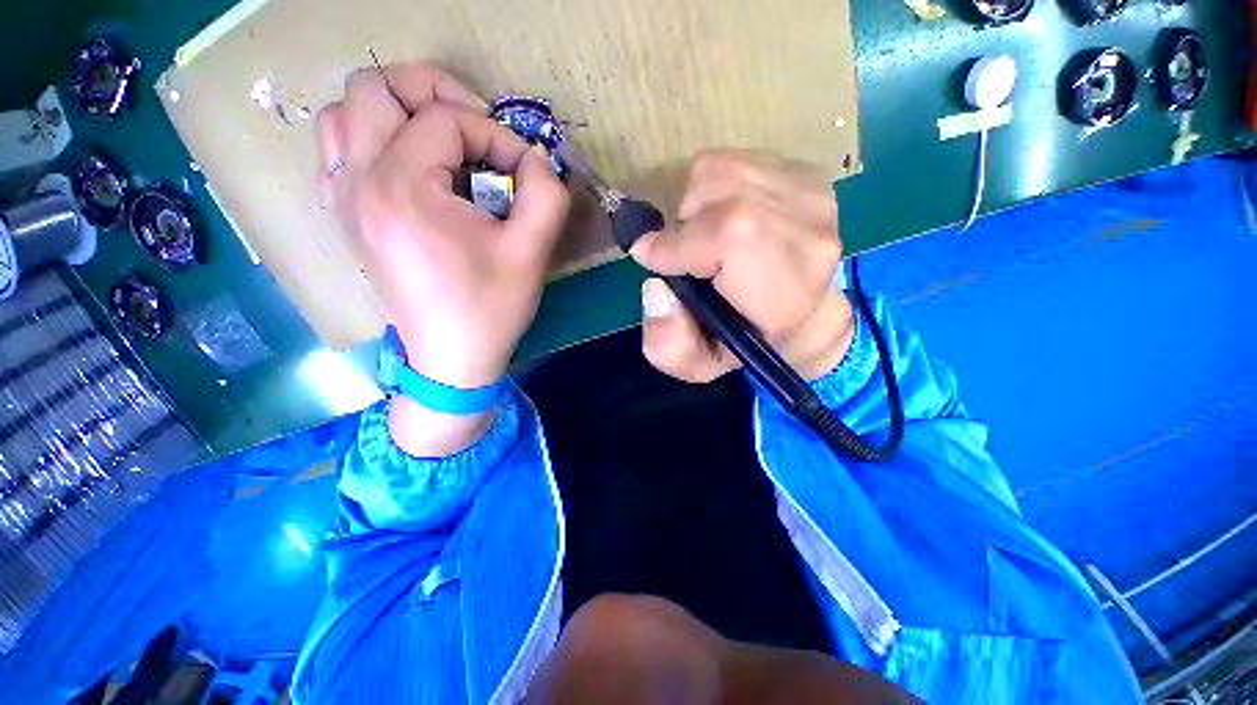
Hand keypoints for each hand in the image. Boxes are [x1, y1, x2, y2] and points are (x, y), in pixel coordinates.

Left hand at [317, 62, 569, 455]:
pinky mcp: (345, 217)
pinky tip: (409, 168)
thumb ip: (546, 194)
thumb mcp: (531, 253)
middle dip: (433, 93)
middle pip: (375, 88)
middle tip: (475, 129)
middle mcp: (358, 182)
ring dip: (395, 112)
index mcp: (403, 188)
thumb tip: (534, 158)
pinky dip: (371, 139)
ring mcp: (341, 199)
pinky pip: (337, 150)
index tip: (524, 170)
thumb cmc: (491, 309)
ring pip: (345, 113)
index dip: (495, 135)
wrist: (451, 358)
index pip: (446, 120)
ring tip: (439, 143)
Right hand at [632, 150, 853, 382]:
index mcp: (785, 294)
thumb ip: (668, 342)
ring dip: (697, 203)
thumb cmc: (747, 343)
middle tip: (689, 255)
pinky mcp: (810, 175)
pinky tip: (729, 218)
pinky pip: (736, 160)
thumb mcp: (699, 364)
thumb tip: (656, 289)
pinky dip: (716, 187)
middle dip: (683, 224)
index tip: (650, 257)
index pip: (730, 235)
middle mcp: (809, 237)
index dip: (678, 242)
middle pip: (717, 190)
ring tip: (708, 237)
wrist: (806, 316)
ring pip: (720, 168)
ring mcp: (814, 198)